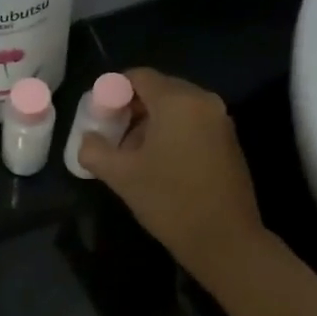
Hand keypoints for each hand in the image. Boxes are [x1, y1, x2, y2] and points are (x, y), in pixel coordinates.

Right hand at [74, 68, 265, 284]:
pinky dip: (172, 132)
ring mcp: (220, 120)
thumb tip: (88, 139)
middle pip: (159, 89)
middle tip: (111, 135)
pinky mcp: (228, 141)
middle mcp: (203, 101)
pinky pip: (192, 123)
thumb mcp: (121, 176)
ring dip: (150, 122)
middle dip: (131, 108)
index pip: (138, 76)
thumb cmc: (169, 201)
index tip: (98, 117)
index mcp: (177, 101)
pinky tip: (158, 163)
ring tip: (132, 153)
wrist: (224, 239)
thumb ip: (94, 150)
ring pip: (176, 107)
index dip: (112, 91)